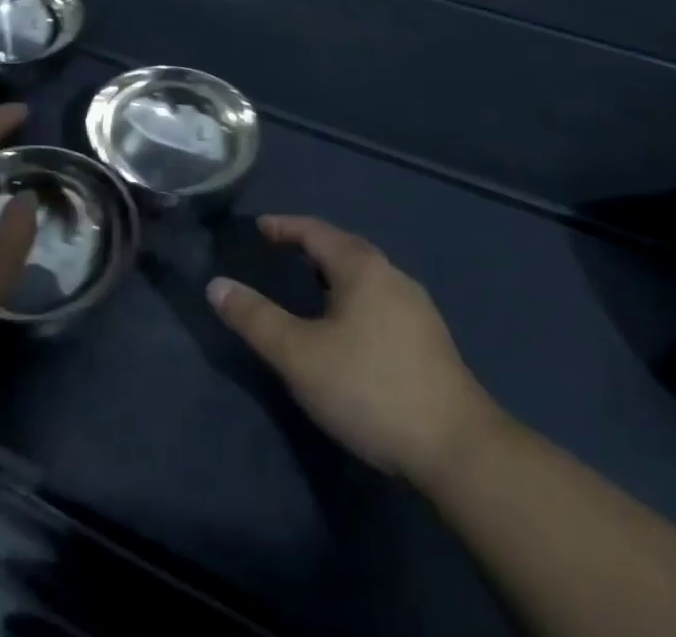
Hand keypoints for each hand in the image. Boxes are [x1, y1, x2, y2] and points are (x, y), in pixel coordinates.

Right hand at [208, 215, 503, 485]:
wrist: (459, 449)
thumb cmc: (370, 389)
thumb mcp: (300, 356)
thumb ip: (256, 319)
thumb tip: (216, 285)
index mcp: (362, 268)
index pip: (316, 231)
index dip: (285, 226)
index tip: (260, 227)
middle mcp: (393, 276)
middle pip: (345, 248)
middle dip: (312, 246)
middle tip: (282, 252)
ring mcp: (418, 308)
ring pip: (367, 275)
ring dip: (336, 272)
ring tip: (311, 287)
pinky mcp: (431, 340)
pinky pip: (381, 299)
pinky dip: (355, 296)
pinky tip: (350, 326)